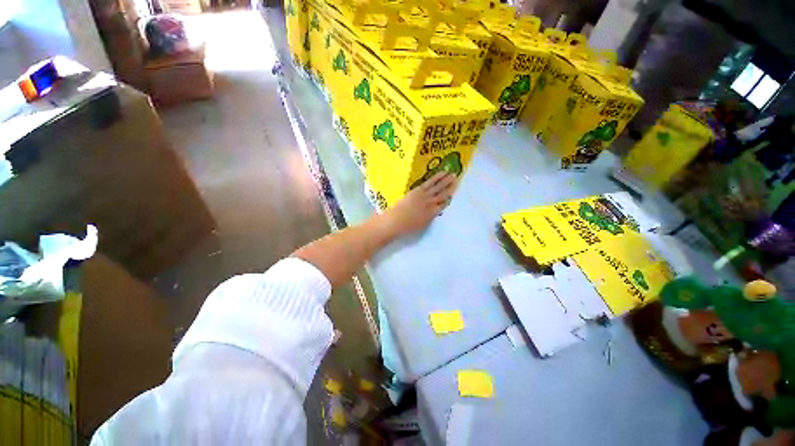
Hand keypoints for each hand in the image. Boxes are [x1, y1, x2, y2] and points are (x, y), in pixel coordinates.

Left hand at [381, 172, 457, 237]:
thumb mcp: (421, 226)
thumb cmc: (406, 227)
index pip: (443, 205)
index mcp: (432, 214)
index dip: (448, 199)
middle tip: (458, 180)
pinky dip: (437, 177)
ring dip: (447, 181)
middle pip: (443, 195)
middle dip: (451, 188)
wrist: (395, 222)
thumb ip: (429, 218)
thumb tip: (434, 211)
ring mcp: (425, 196)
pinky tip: (443, 173)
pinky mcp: (418, 191)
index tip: (454, 194)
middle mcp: (431, 204)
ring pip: (438, 187)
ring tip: (453, 174)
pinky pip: (430, 183)